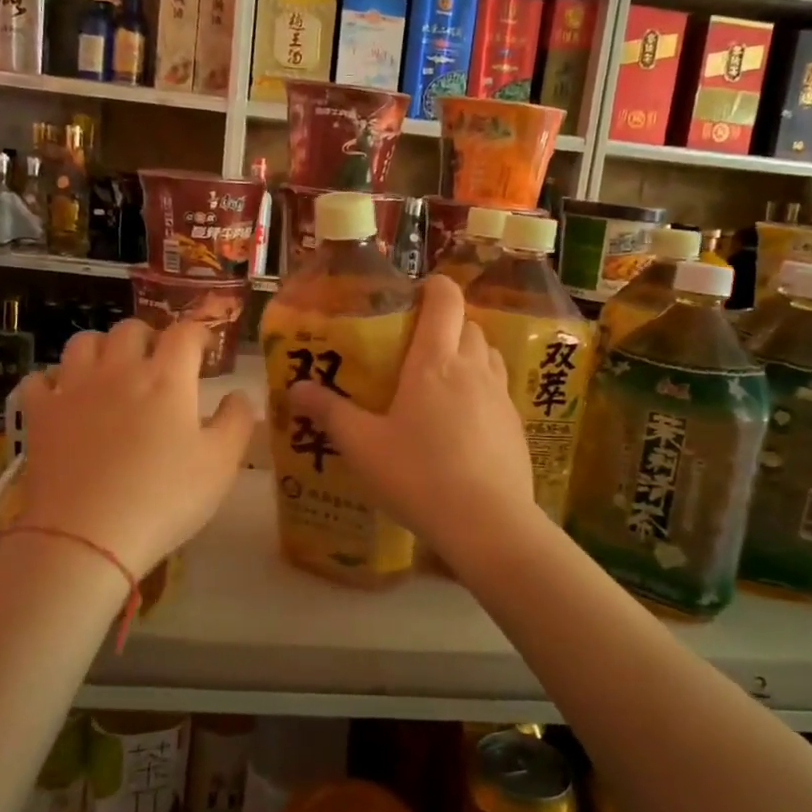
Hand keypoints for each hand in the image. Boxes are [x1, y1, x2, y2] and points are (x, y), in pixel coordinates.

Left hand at [14, 319, 255, 581]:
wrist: (86, 536)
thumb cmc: (164, 498)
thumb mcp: (220, 465)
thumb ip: (236, 422)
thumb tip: (238, 395)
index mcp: (167, 378)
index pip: (185, 333)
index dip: (199, 334)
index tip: (205, 349)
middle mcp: (119, 370)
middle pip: (131, 329)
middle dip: (149, 337)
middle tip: (158, 361)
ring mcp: (73, 389)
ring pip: (84, 342)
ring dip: (102, 348)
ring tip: (111, 370)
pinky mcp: (39, 414)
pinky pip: (39, 379)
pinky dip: (54, 381)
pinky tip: (64, 397)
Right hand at [288, 275, 535, 566]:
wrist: (488, 524)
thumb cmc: (418, 475)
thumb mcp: (362, 446)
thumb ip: (330, 413)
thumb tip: (296, 387)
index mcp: (435, 361)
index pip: (446, 299)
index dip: (433, 287)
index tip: (414, 297)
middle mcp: (473, 368)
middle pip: (468, 325)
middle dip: (446, 326)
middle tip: (416, 350)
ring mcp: (501, 397)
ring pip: (488, 356)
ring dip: (467, 355)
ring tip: (440, 383)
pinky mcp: (516, 426)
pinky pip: (498, 391)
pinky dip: (481, 392)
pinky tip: (462, 426)